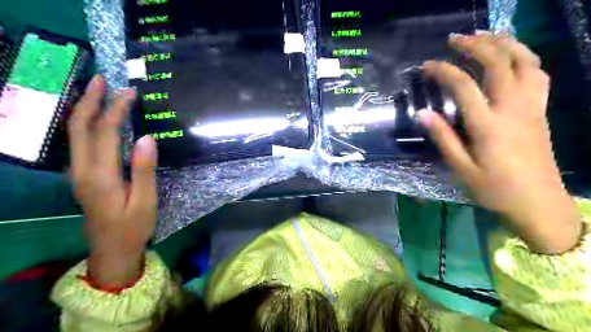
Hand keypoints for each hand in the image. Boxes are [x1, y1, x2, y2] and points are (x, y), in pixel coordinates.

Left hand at [69, 74, 158, 284]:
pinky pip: (79, 143)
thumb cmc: (133, 227)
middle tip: (101, 79)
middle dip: (89, 100)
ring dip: (83, 109)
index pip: (105, 132)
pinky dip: (85, 124)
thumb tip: (146, 138)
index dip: (116, 109)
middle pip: (78, 127)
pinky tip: (95, 119)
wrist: (111, 250)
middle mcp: (82, 170)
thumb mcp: (145, 201)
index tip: (130, 92)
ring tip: (96, 92)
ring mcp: (78, 174)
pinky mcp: (82, 177)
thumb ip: (144, 170)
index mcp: (101, 175)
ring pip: (74, 134)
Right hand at [419, 32, 580, 252]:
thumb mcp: (461, 168)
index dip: (444, 71)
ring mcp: (532, 107)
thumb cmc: (494, 189)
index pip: (463, 86)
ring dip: (504, 43)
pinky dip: (524, 57)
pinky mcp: (541, 111)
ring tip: (484, 36)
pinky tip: (511, 57)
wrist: (538, 203)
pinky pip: (538, 73)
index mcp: (488, 125)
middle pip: (498, 63)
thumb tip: (422, 113)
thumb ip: (443, 138)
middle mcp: (513, 108)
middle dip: (475, 45)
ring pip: (525, 61)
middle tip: (454, 39)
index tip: (427, 65)